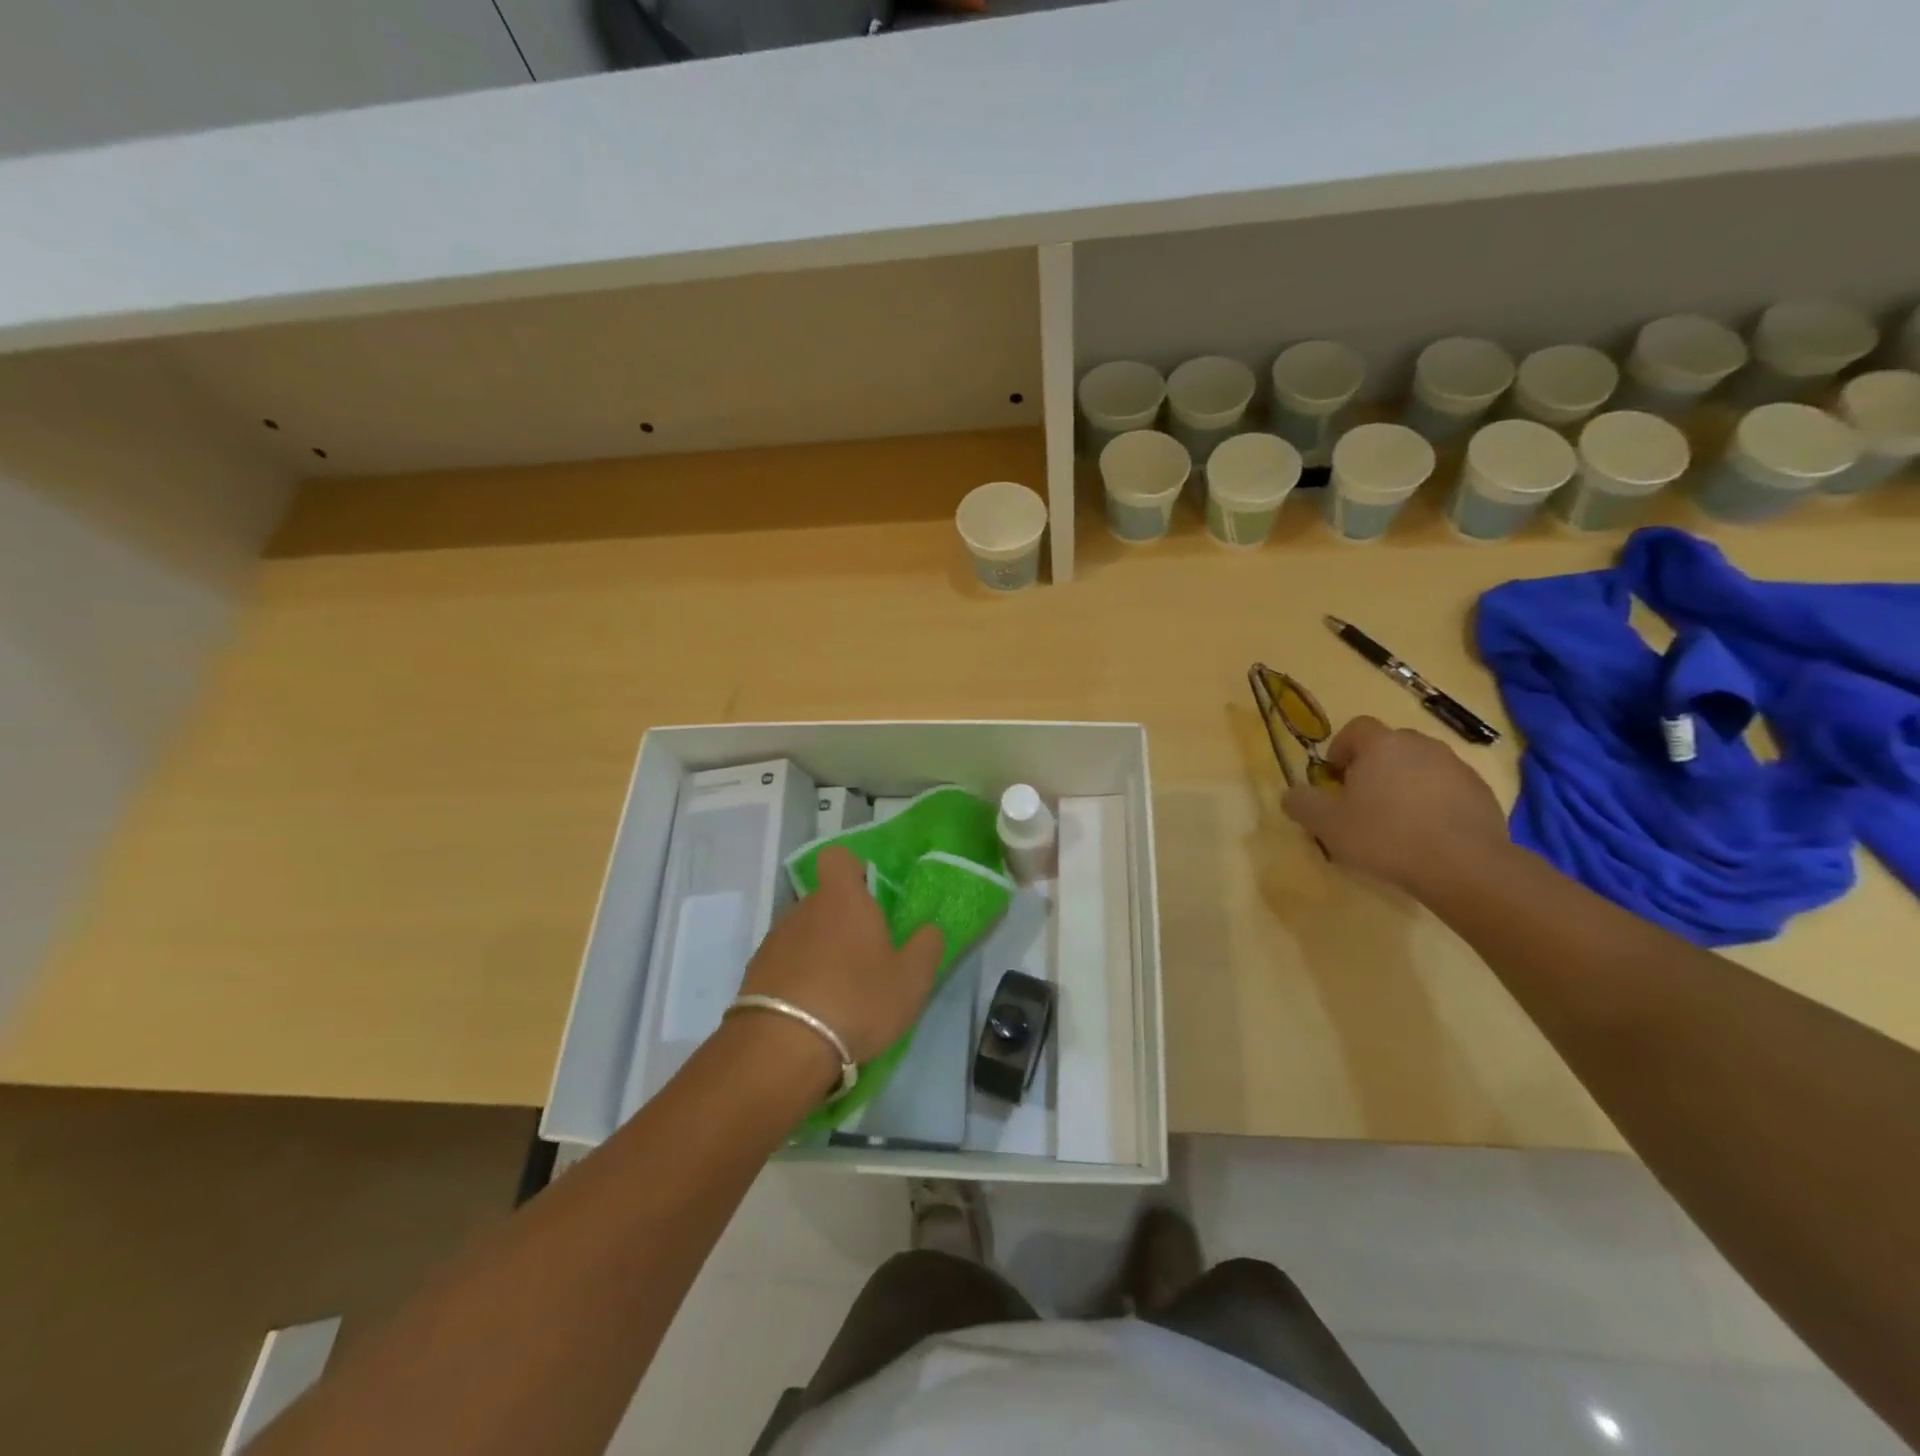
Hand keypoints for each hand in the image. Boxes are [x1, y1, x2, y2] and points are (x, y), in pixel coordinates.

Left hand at [737, 847, 942, 1066]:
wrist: (782, 1048)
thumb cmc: (857, 1000)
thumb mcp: (911, 980)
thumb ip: (926, 947)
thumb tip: (928, 928)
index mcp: (842, 899)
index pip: (838, 858)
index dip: (852, 870)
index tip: (869, 896)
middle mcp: (803, 909)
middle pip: (823, 900)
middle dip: (841, 921)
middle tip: (864, 956)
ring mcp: (774, 940)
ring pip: (803, 933)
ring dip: (819, 952)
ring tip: (838, 992)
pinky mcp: (755, 973)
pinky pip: (784, 963)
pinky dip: (798, 978)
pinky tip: (811, 1012)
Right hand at [1282, 716, 1508, 895]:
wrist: (1464, 866)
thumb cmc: (1385, 837)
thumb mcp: (1327, 825)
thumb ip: (1302, 803)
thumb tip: (1291, 794)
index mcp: (1382, 745)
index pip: (1356, 728)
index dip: (1341, 748)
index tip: (1335, 777)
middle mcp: (1421, 745)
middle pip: (1390, 745)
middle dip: (1373, 766)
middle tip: (1363, 800)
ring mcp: (1457, 767)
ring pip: (1421, 766)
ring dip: (1405, 784)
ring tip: (1396, 820)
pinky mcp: (1482, 793)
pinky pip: (1447, 788)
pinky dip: (1434, 802)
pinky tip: (1427, 833)